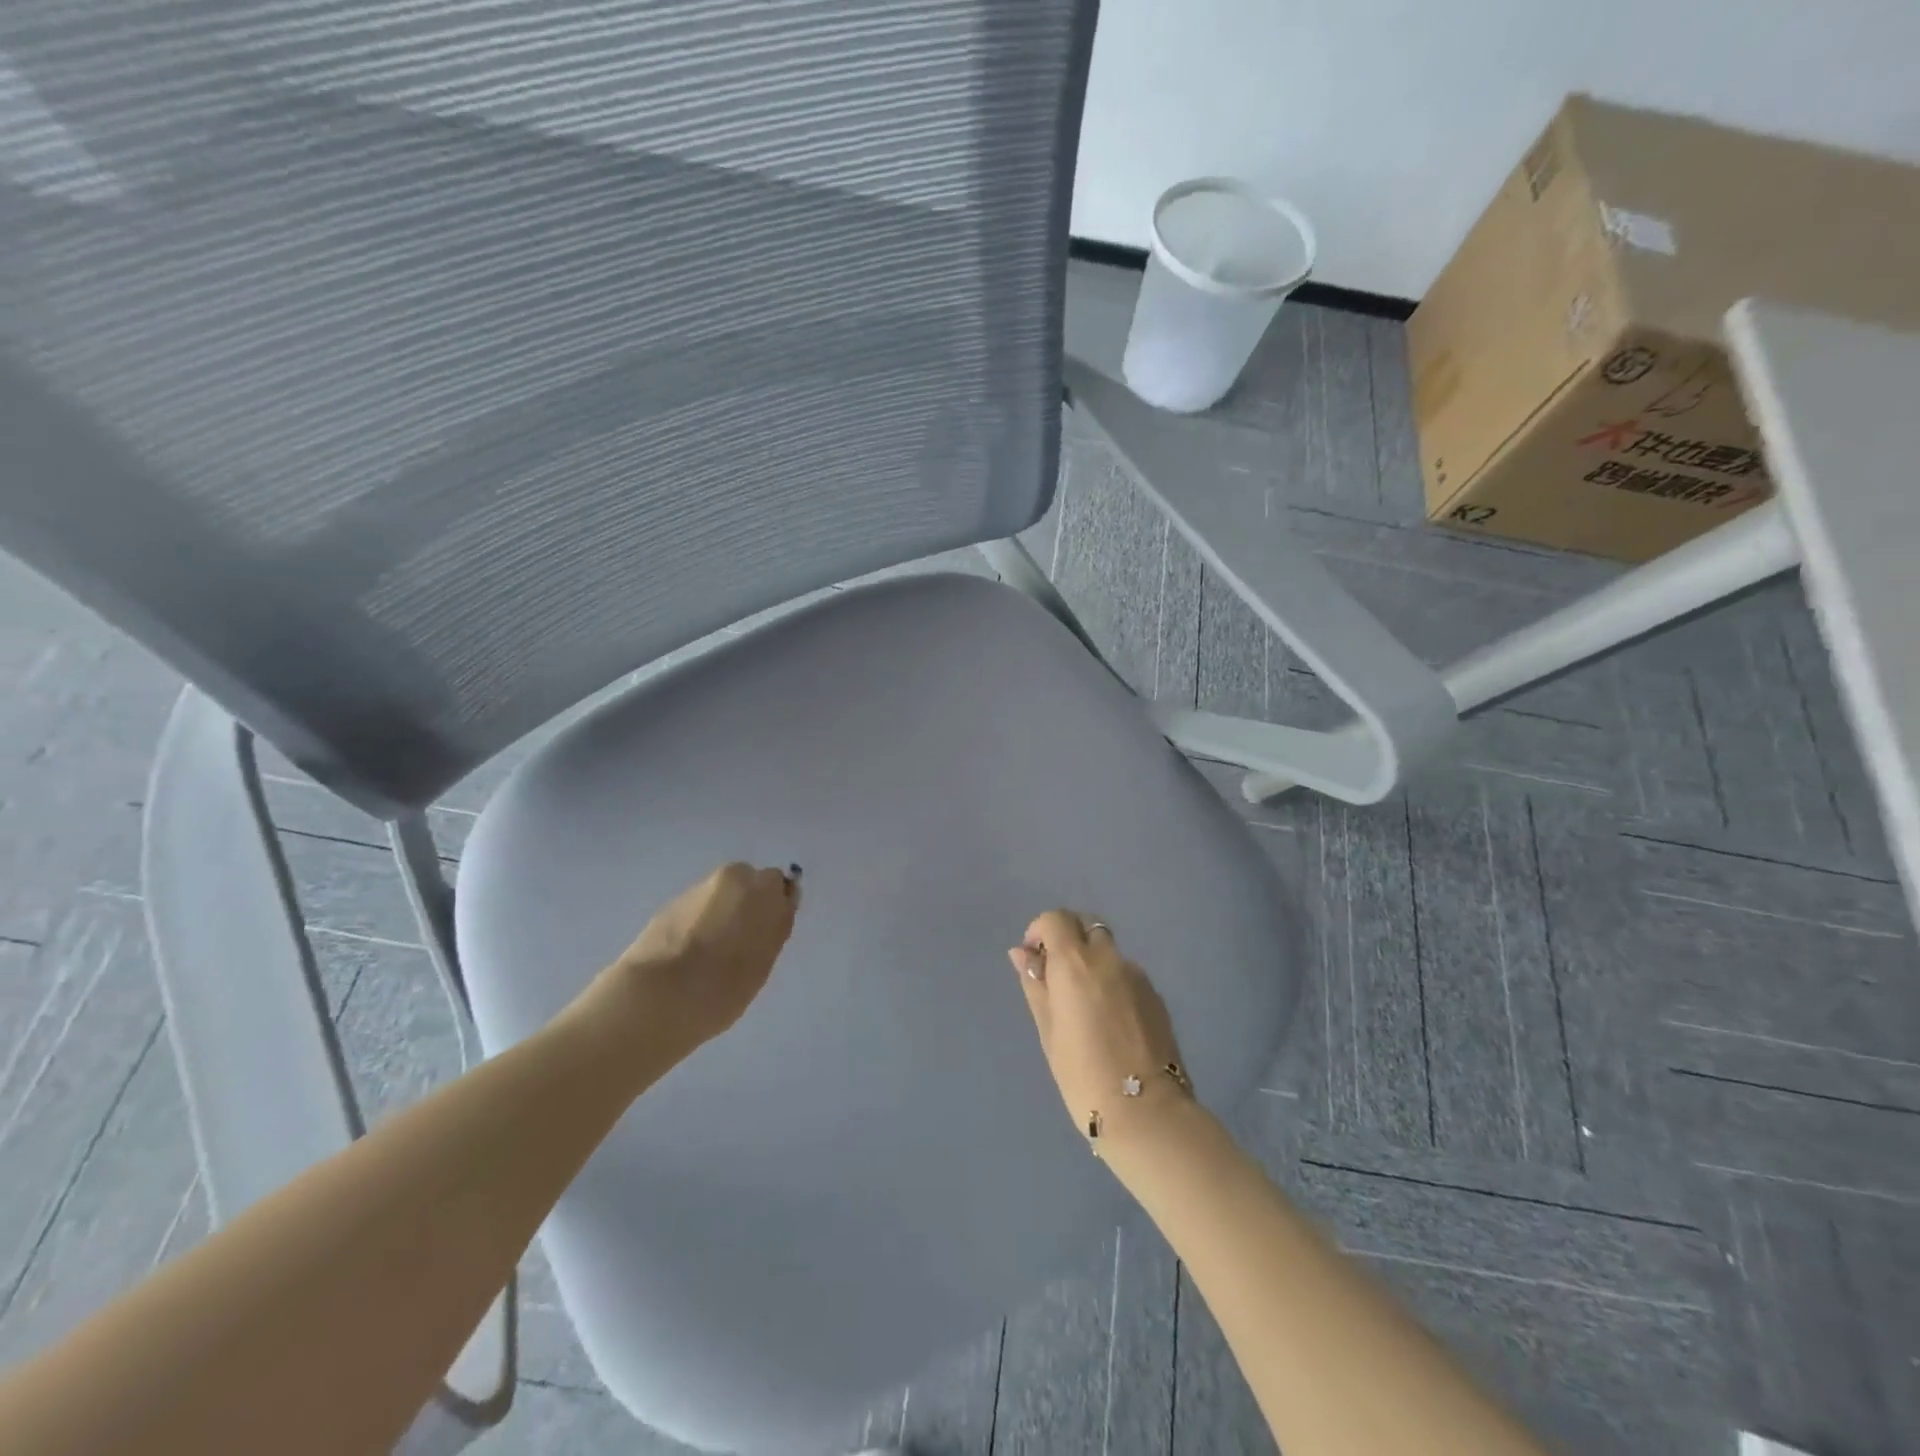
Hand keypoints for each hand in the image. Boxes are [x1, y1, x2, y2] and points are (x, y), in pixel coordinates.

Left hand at [587, 862, 801, 1060]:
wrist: (657, 996)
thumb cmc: (723, 988)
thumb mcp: (762, 964)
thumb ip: (772, 931)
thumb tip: (776, 912)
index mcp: (765, 891)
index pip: (782, 888)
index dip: (775, 909)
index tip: (769, 932)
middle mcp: (734, 879)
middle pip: (750, 882)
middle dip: (748, 902)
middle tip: (742, 941)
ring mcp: (699, 889)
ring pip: (721, 894)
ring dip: (722, 911)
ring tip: (712, 951)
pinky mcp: (670, 904)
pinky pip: (697, 907)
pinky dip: (698, 922)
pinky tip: (689, 952)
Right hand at [1008, 910, 1192, 1154]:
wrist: (1146, 1111)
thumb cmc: (1083, 1074)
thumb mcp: (1049, 1030)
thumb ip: (1036, 985)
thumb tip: (1022, 953)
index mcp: (1075, 962)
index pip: (1056, 919)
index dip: (1040, 930)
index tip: (1034, 959)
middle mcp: (1108, 958)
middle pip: (1086, 927)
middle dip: (1068, 940)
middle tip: (1057, 978)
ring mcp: (1137, 975)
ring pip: (1108, 952)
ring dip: (1092, 963)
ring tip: (1085, 1007)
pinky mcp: (1156, 996)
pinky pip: (1126, 975)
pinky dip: (1112, 983)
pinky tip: (1110, 1022)